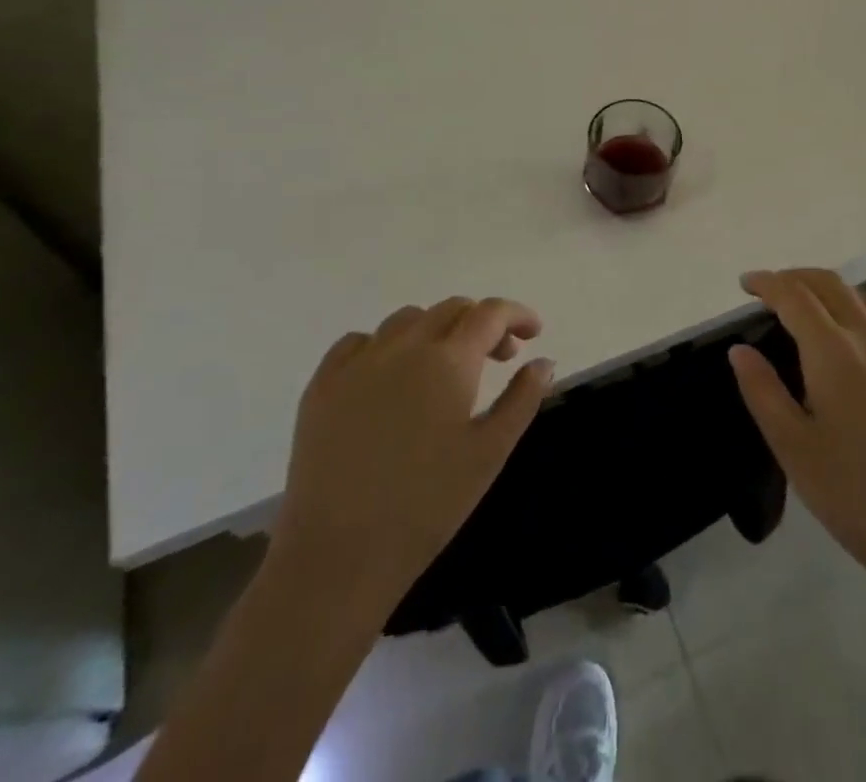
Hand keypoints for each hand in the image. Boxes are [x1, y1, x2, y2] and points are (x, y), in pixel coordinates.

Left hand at [268, 297, 553, 615]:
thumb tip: (543, 361)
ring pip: (406, 320)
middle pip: (451, 309)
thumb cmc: (427, 506)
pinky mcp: (322, 385)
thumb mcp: (490, 453)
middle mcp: (404, 345)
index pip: (490, 313)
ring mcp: (358, 362)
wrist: (338, 556)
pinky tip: (391, 376)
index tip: (533, 333)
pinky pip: (359, 342)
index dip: (517, 315)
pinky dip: (387, 346)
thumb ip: (522, 399)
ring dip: (437, 330)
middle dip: (482, 323)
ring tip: (445, 366)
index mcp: (449, 359)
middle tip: (498, 357)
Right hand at [729, 269, 865, 589]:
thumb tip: (740, 349)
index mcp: (834, 352)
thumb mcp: (792, 448)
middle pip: (833, 285)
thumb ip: (762, 390)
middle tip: (775, 290)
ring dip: (838, 295)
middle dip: (798, 277)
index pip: (794, 296)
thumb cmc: (855, 496)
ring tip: (820, 312)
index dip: (767, 282)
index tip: (747, 283)